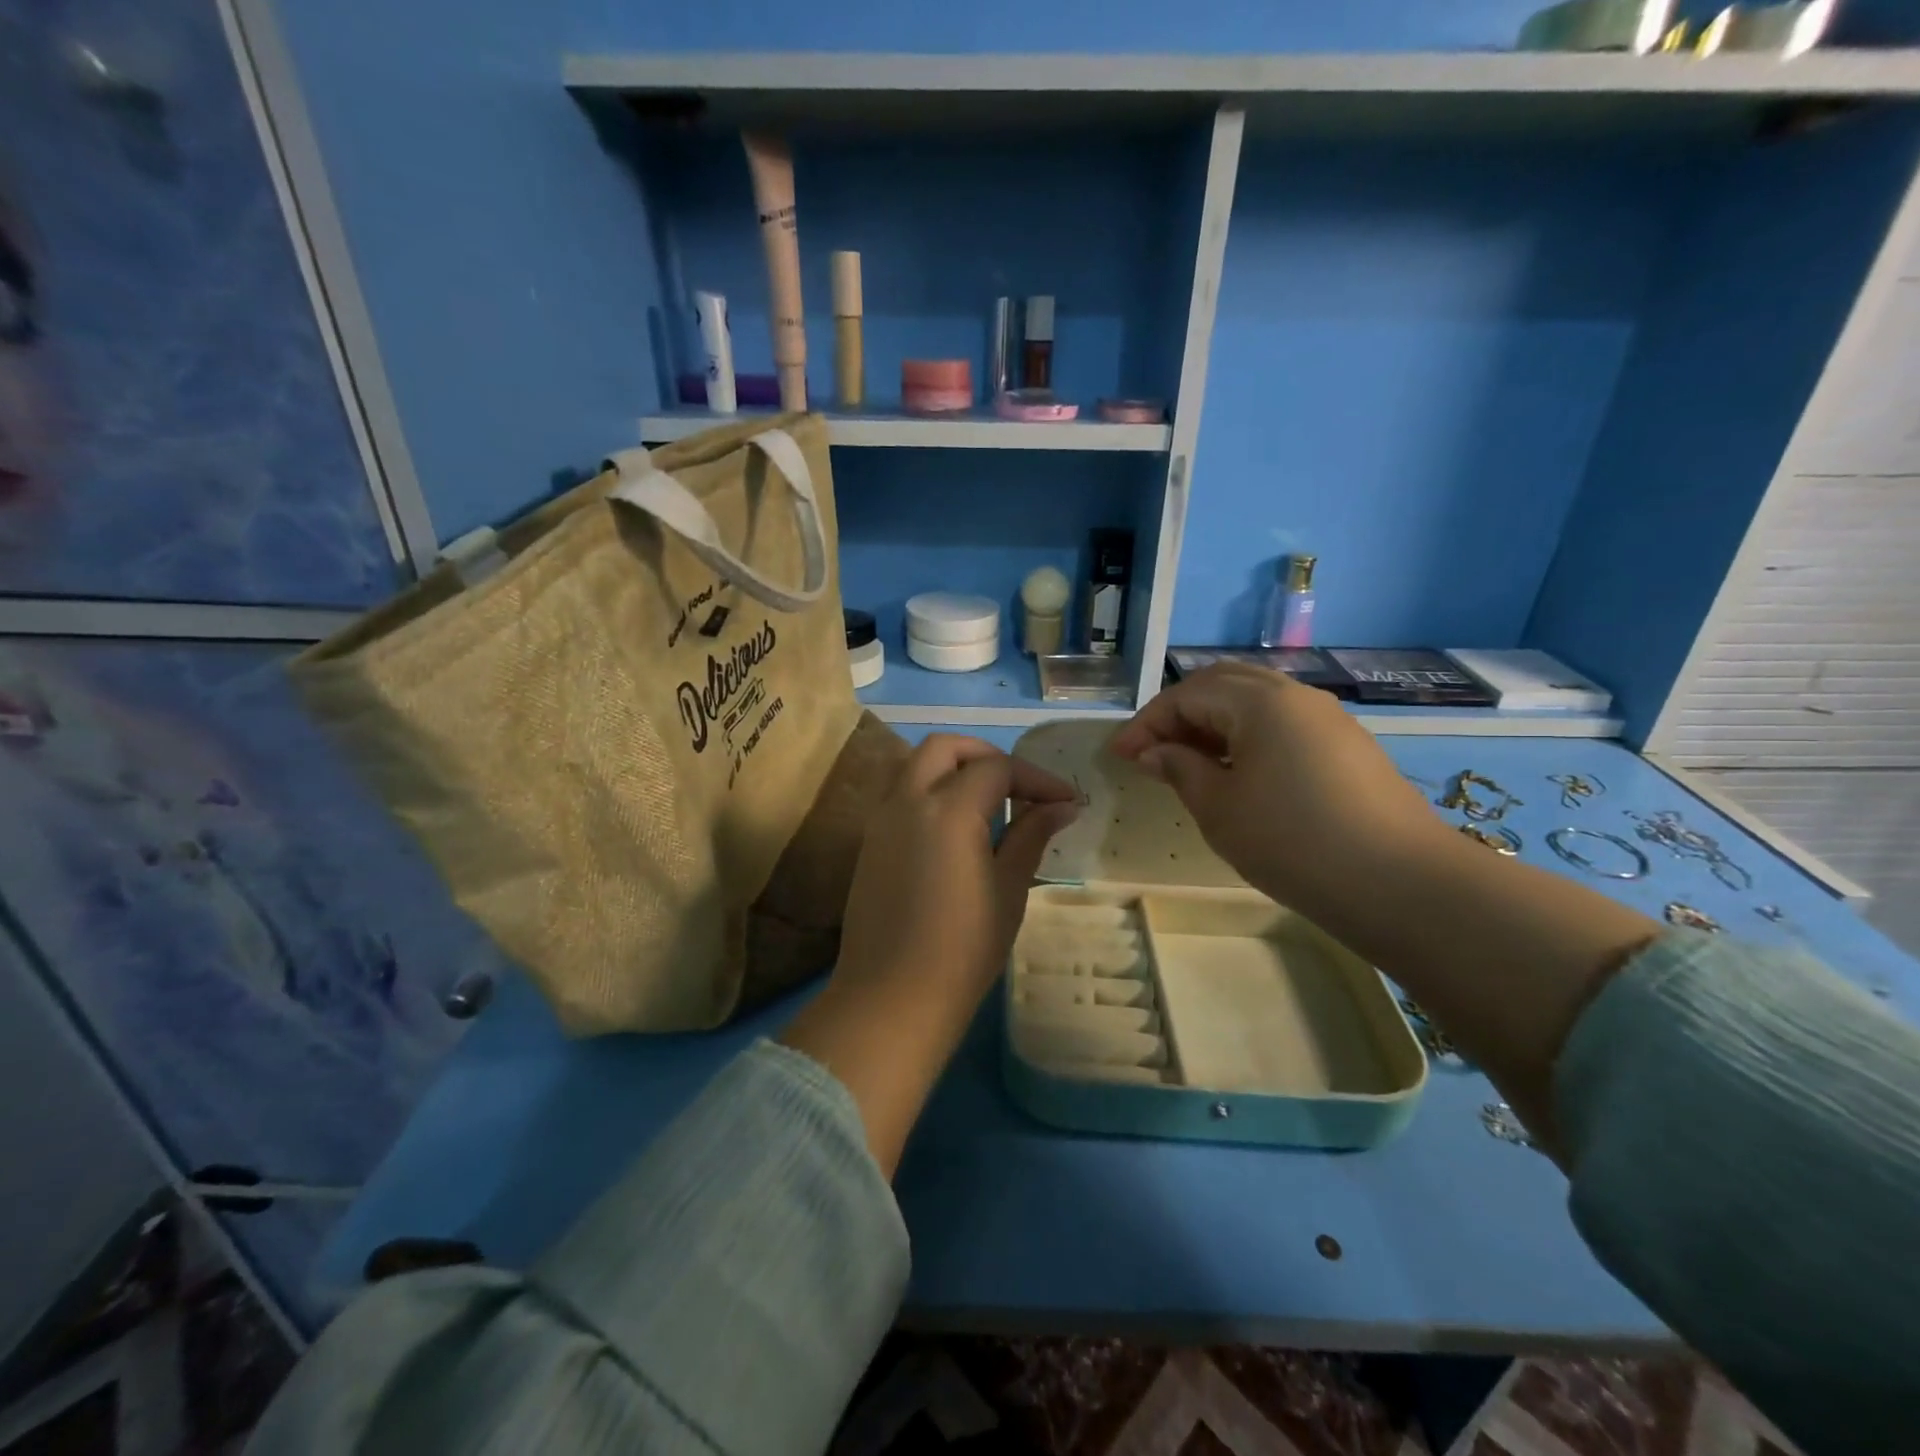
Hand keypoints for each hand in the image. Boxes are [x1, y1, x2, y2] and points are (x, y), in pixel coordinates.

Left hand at [782, 735, 1077, 1176]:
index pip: (997, 768)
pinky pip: (901, 794)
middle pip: (945, 747)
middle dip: (987, 756)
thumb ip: (1032, 835)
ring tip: (990, 805)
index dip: (1036, 778)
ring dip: (954, 769)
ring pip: (915, 765)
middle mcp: (907, 801)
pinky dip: (931, 791)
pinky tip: (957, 829)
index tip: (1066, 801)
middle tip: (1019, 786)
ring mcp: (881, 820)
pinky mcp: (870, 842)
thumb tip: (1062, 805)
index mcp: (947, 810)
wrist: (892, 998)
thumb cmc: (963, 949)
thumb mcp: (1008, 889)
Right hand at [1108, 664, 1451, 915]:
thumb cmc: (1292, 841)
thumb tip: (1155, 752)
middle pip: (1222, 685)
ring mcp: (1327, 718)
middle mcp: (1295, 695)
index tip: (1119, 756)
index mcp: (1259, 702)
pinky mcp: (1347, 745)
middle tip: (1152, 750)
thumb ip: (1180, 769)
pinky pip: (1282, 724)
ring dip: (1214, 724)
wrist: (1399, 883)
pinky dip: (1247, 737)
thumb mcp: (1219, 808)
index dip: (1147, 723)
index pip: (1186, 695)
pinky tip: (1238, 774)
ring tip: (1189, 763)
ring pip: (1255, 702)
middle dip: (1179, 713)